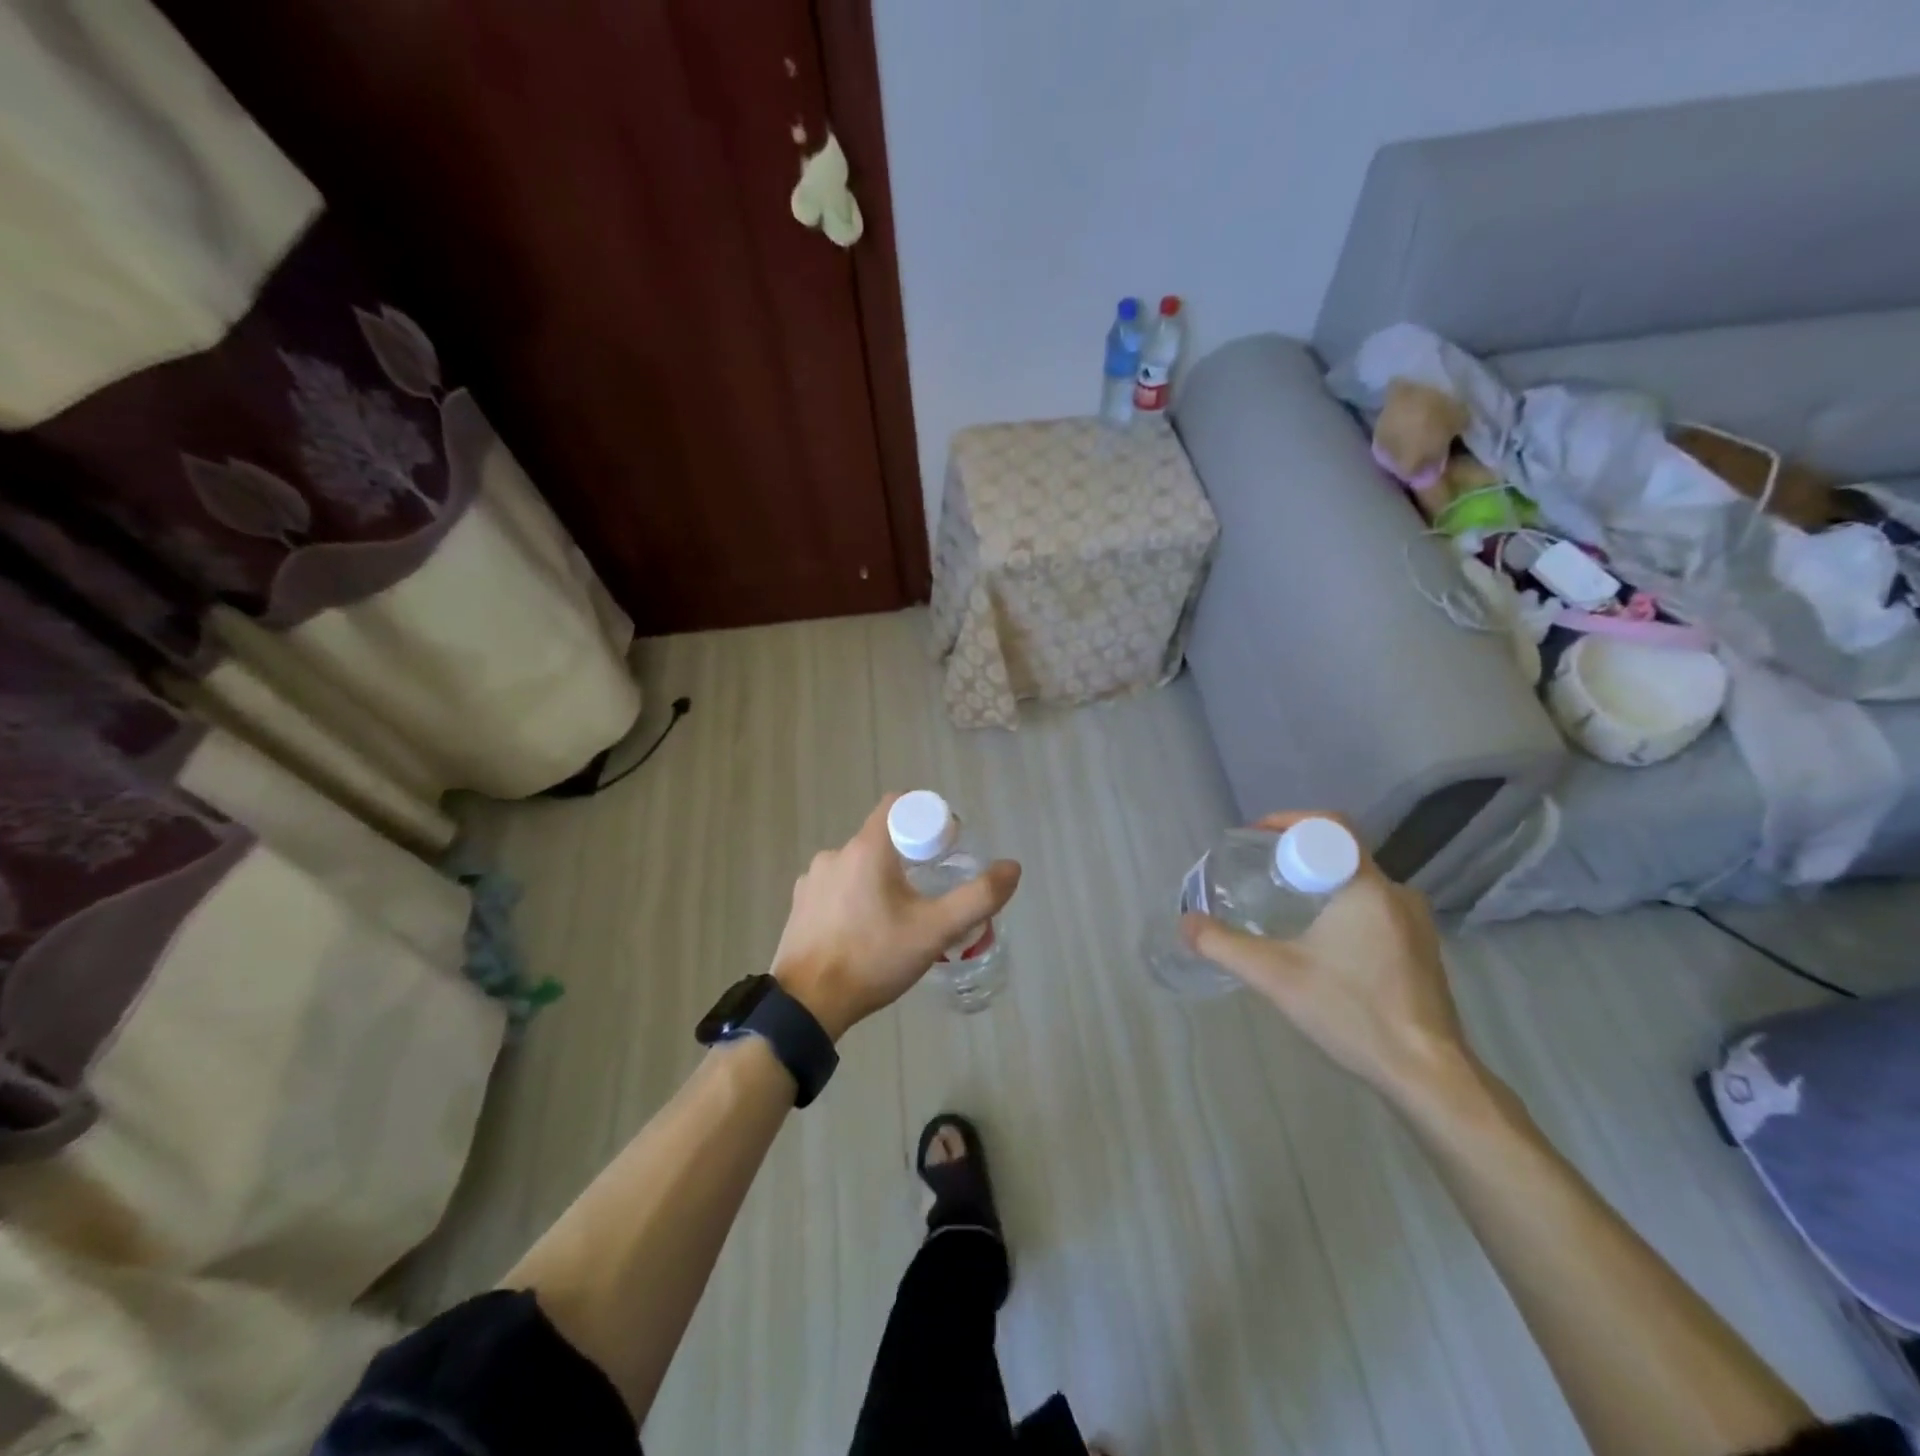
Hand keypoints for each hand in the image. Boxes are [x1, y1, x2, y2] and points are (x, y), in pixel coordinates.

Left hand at [770, 795, 1020, 1039]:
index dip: (925, 818)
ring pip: (859, 865)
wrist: (807, 1005)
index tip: (944, 848)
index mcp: (866, 848)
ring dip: (880, 880)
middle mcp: (835, 854)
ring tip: (897, 918)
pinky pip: (837, 888)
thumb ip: (978, 897)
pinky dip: (855, 898)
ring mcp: (812, 879)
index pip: (898, 805)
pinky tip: (865, 931)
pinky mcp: (800, 904)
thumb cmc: (873, 959)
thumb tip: (1012, 867)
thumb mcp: (935, 931)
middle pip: (881, 838)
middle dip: (908, 857)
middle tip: (929, 892)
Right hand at [1182, 812, 1471, 1104]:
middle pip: (1341, 854)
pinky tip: (1320, 944)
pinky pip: (1375, 910)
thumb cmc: (1354, 1012)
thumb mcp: (1275, 976)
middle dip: (1297, 857)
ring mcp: (1416, 924)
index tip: (1256, 839)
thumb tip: (1186, 923)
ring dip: (1320, 886)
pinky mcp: (1421, 952)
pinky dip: (1342, 910)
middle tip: (1260, 875)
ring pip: (1358, 884)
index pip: (1331, 827)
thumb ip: (1224, 945)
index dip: (1289, 822)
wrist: (1429, 1076)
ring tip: (1283, 907)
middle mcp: (1398, 894)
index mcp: (1368, 887)